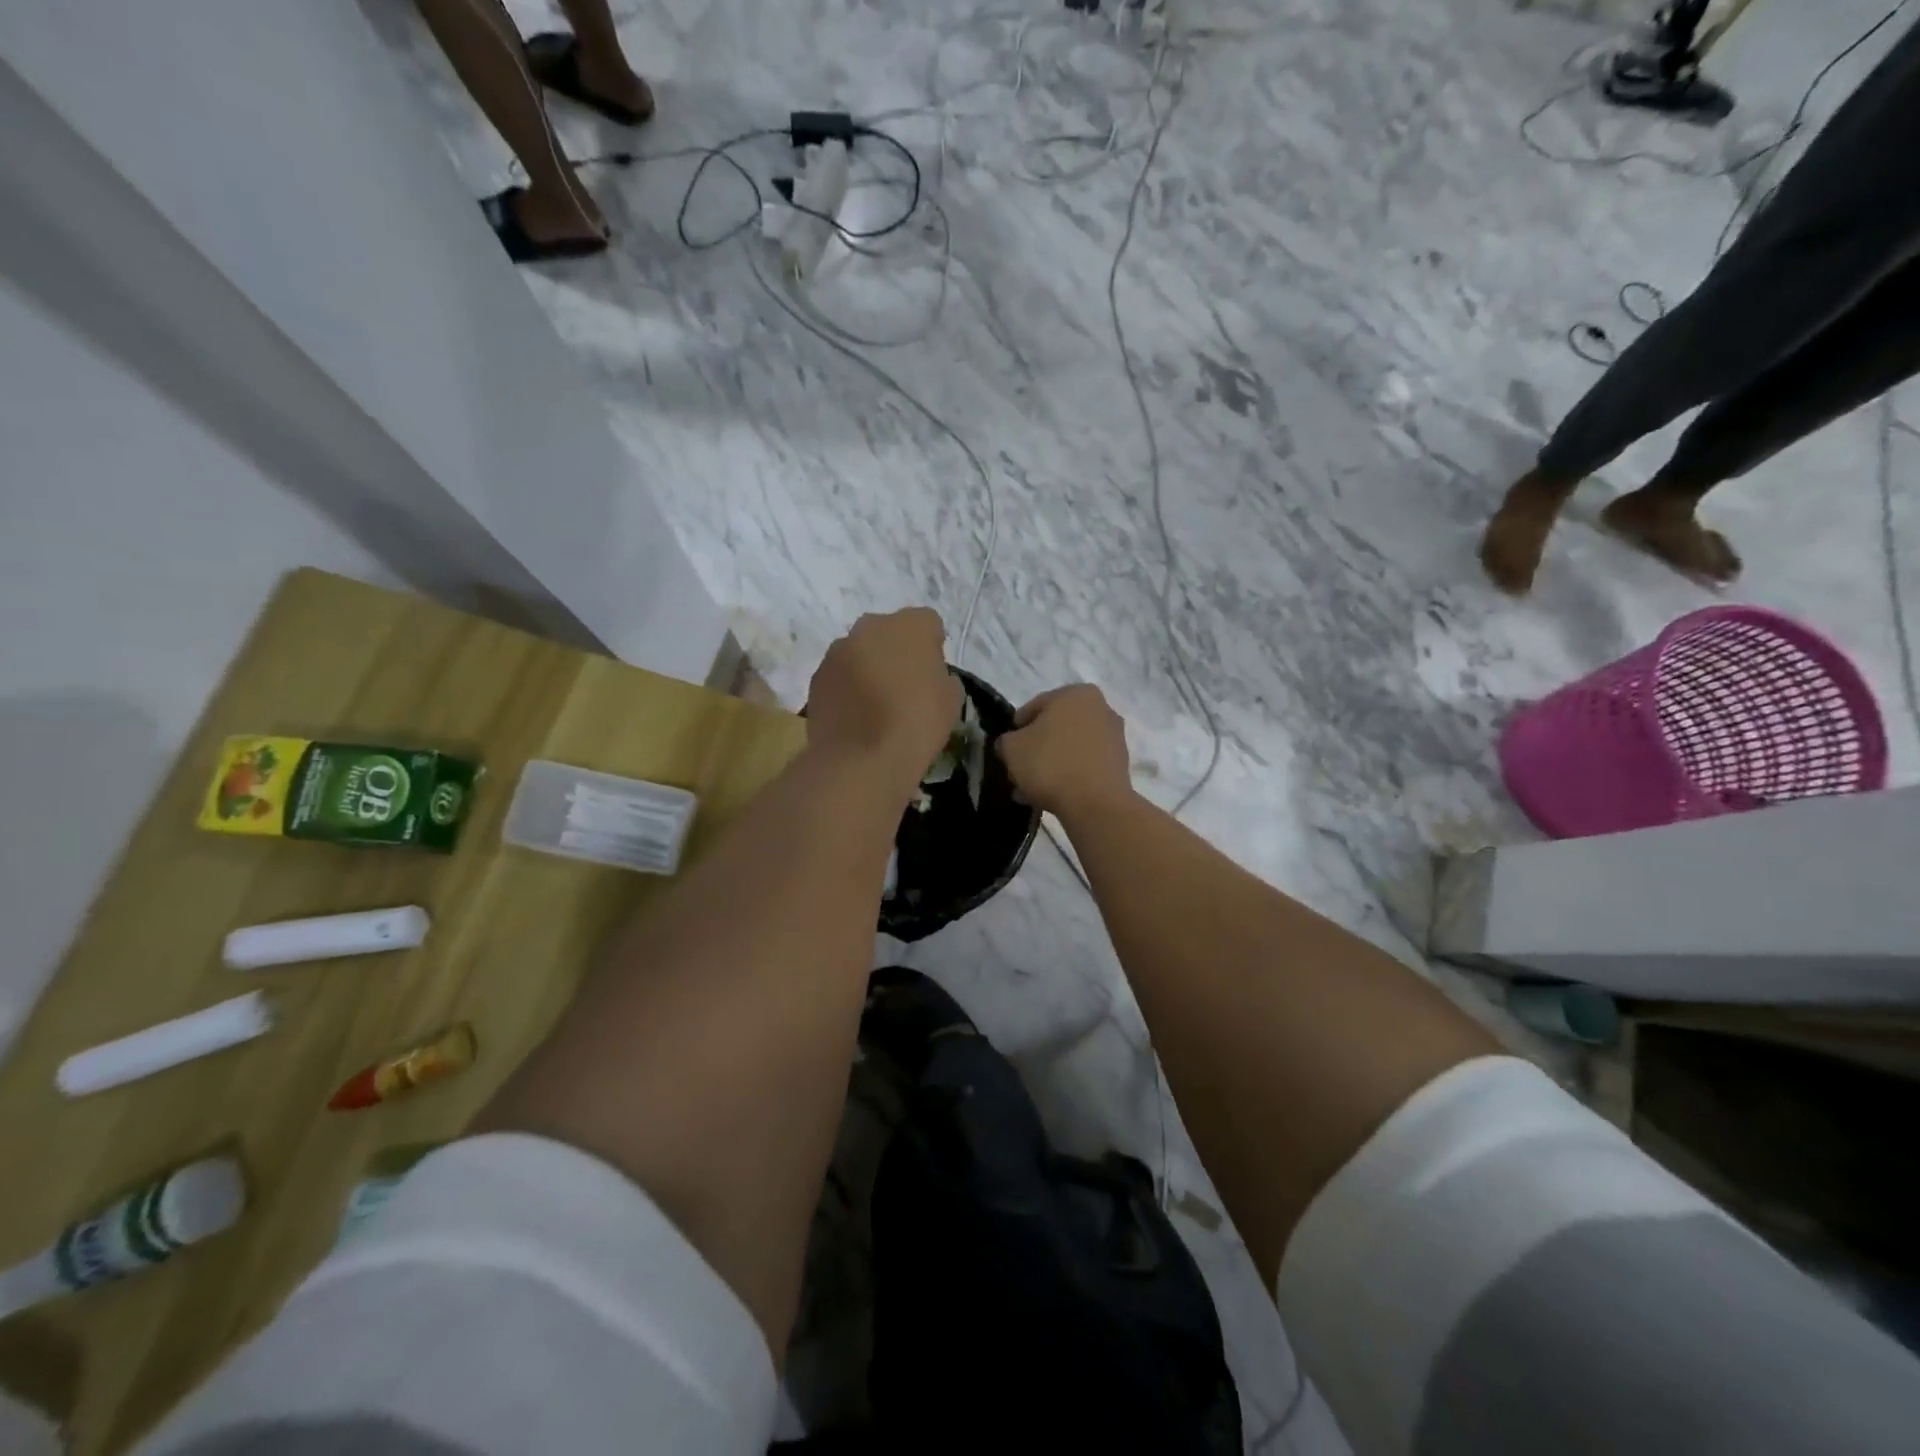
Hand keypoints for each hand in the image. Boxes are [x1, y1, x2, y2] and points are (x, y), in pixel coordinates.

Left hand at [806, 609, 963, 790]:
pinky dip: (847, 687)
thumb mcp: (952, 699)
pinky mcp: (816, 675)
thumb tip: (927, 676)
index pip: (928, 623)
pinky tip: (855, 715)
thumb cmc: (917, 724)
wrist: (862, 758)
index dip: (932, 647)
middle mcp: (870, 626)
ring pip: (860, 651)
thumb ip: (940, 675)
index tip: (932, 673)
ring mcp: (838, 650)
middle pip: (888, 632)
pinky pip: (839, 674)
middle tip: (903, 686)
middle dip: (896, 651)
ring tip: (875, 705)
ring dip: (868, 667)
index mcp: (910, 625)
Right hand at [995, 685, 1133, 818]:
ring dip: (1050, 765)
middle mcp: (1100, 708)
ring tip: (1031, 790)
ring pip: (1070, 748)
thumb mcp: (1012, 749)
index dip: (1016, 729)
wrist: (1095, 803)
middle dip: (1036, 749)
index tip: (1007, 750)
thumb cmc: (1050, 764)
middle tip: (1019, 770)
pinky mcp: (1120, 764)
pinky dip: (1068, 776)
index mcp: (1075, 693)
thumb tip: (1011, 744)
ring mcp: (1114, 737)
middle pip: (1055, 728)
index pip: (1035, 707)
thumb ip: (1006, 741)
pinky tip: (1051, 796)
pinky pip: (1084, 765)